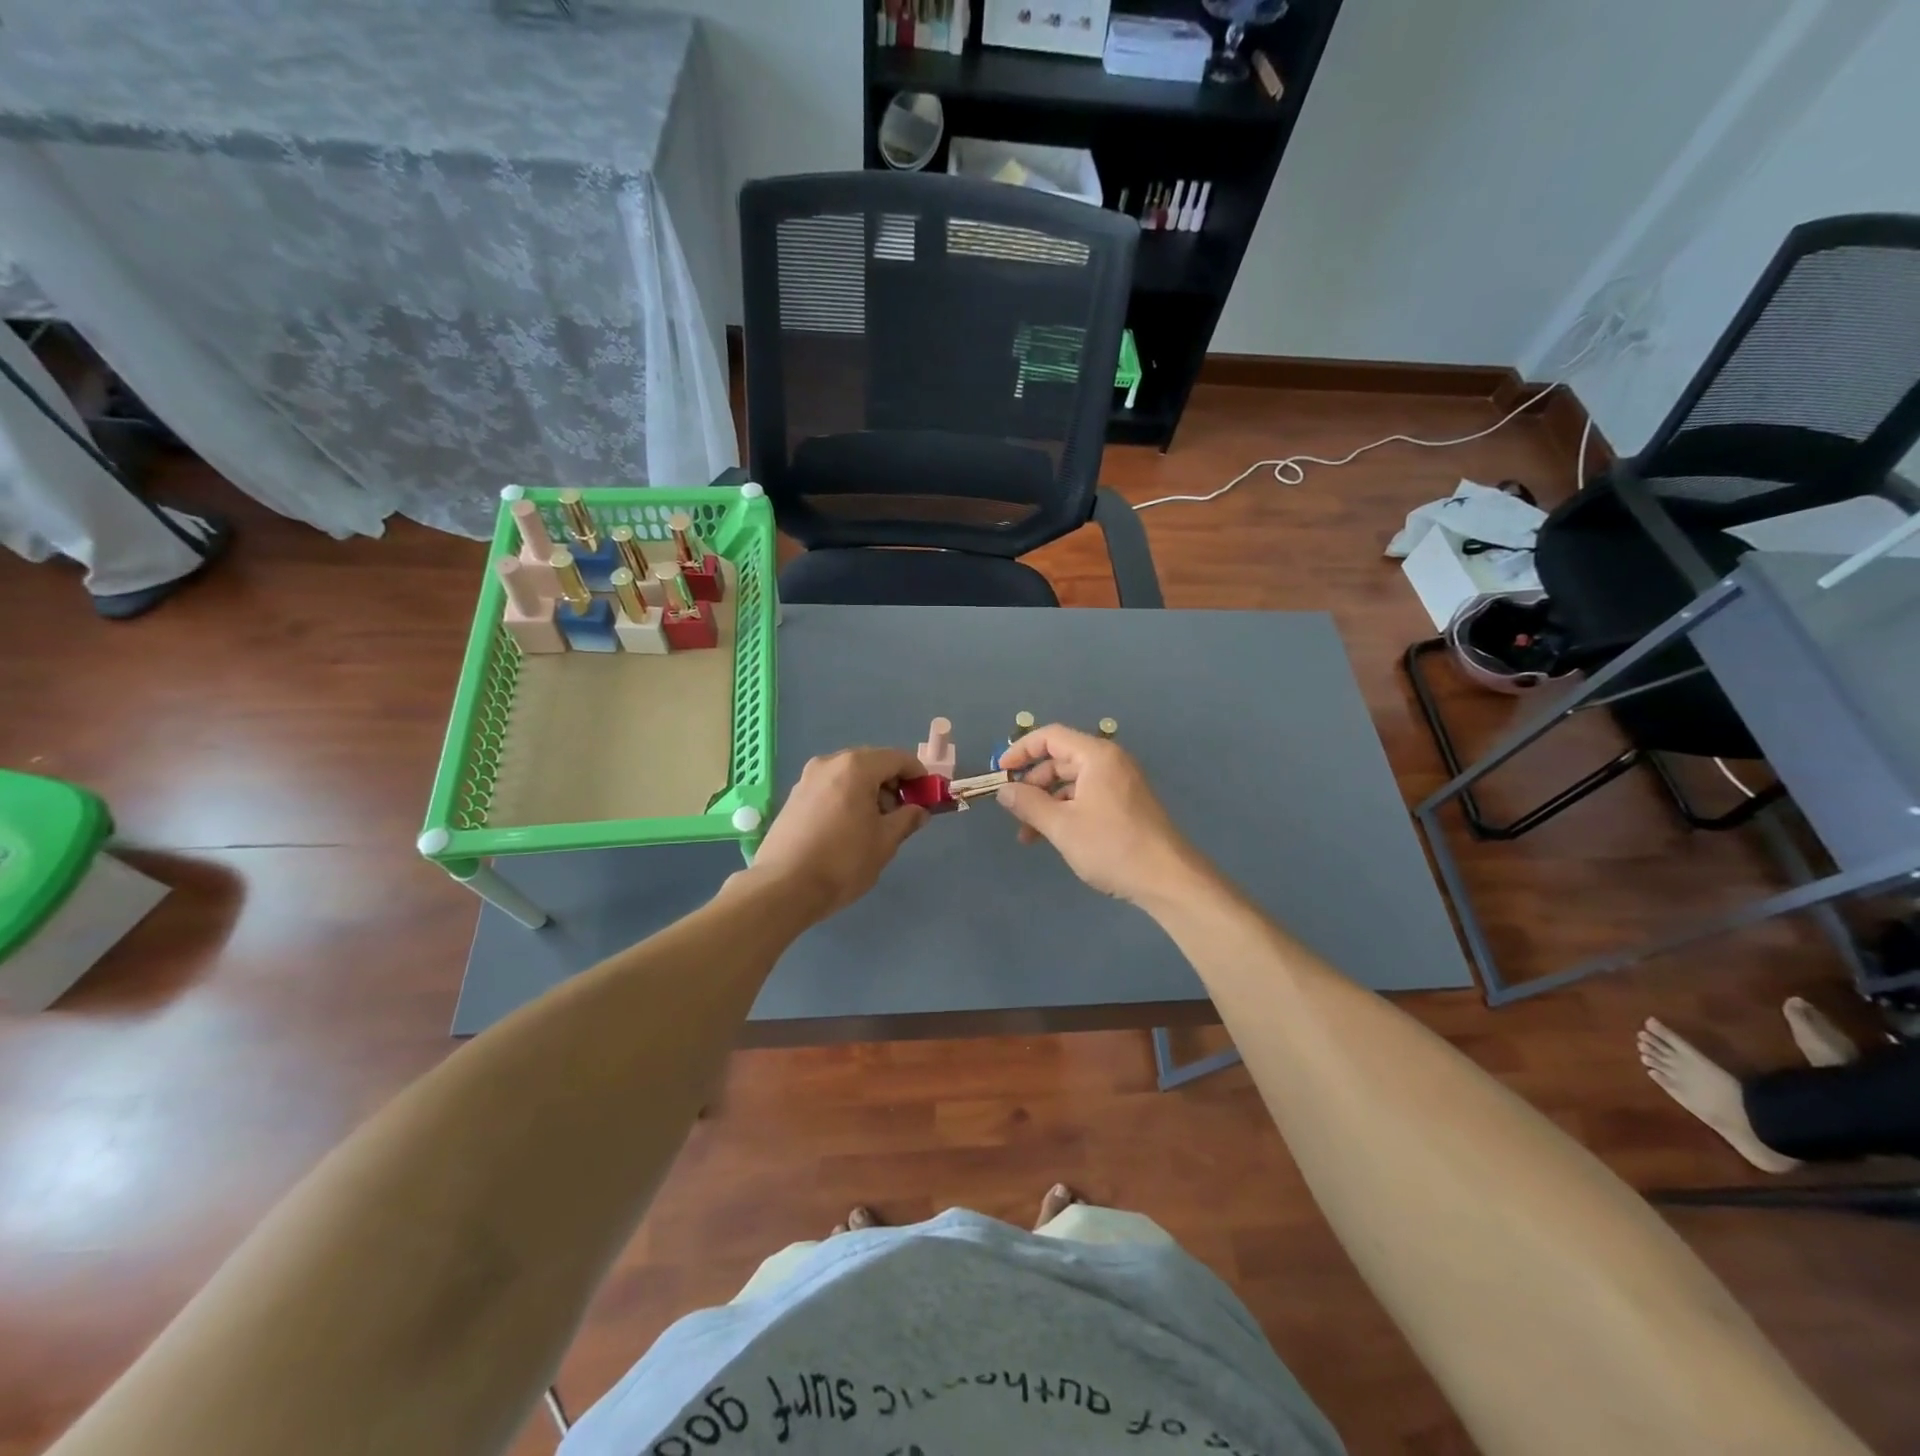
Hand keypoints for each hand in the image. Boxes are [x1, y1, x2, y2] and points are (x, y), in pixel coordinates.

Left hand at [747, 747, 928, 918]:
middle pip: (872, 762)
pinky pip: (831, 787)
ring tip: (875, 824)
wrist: (783, 887)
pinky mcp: (794, 797)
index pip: (898, 758)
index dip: (918, 775)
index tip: (927, 797)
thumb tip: (919, 811)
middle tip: (903, 813)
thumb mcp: (885, 842)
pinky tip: (849, 827)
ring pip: (849, 775)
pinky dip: (847, 797)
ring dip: (869, 791)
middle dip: (893, 783)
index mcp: (856, 767)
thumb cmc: (843, 861)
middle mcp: (830, 763)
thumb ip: (907, 819)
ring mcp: (807, 778)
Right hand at [995, 724, 1206, 905]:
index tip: (999, 773)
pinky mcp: (1125, 805)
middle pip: (1060, 759)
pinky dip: (1066, 811)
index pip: (1050, 737)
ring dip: (1046, 803)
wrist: (1168, 879)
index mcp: (1096, 756)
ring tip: (1027, 835)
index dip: (1020, 751)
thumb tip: (1004, 790)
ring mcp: (1120, 784)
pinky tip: (1052, 837)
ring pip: (1072, 783)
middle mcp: (1110, 762)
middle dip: (1032, 783)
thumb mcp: (1062, 826)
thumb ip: (1028, 804)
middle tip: (1011, 808)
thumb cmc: (1112, 846)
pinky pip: (1087, 797)